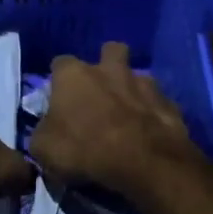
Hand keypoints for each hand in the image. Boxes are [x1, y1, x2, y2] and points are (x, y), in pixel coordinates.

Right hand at [29, 42, 200, 195]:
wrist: (142, 162)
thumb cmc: (84, 150)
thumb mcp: (43, 150)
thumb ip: (43, 133)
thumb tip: (48, 132)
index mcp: (73, 75)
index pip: (59, 63)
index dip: (58, 80)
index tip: (59, 99)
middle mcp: (109, 69)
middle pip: (109, 51)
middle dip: (106, 65)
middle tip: (101, 92)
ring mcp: (144, 83)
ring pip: (138, 76)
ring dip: (132, 89)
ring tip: (128, 114)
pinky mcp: (168, 103)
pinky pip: (158, 103)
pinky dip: (153, 113)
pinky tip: (149, 132)